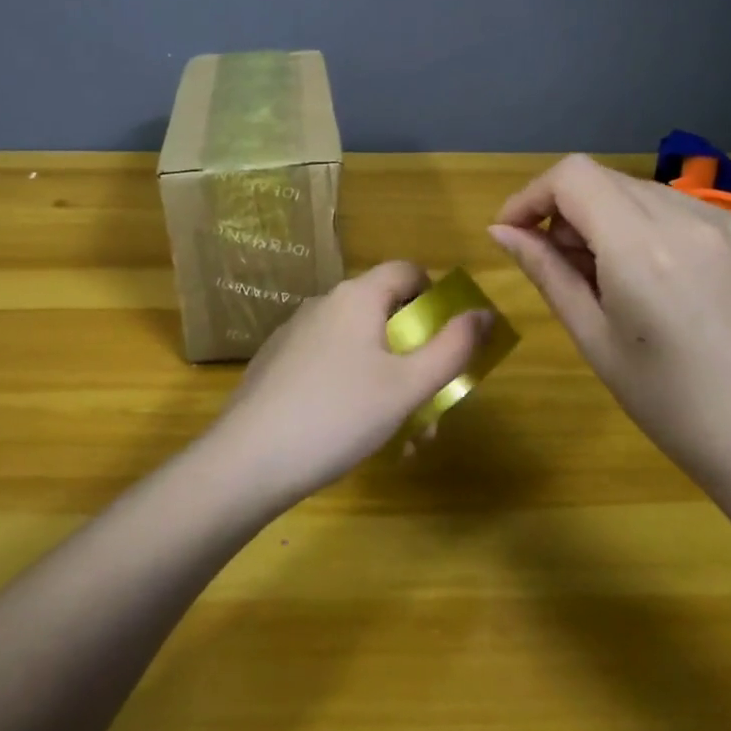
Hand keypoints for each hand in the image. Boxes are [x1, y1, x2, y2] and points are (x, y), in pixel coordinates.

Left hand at [203, 262, 493, 507]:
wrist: (247, 460)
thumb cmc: (338, 415)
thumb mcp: (407, 386)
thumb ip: (452, 348)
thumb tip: (484, 313)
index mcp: (356, 297)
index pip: (407, 270)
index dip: (437, 297)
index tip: (450, 340)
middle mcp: (323, 304)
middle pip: (385, 314)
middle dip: (416, 357)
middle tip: (432, 406)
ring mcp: (295, 334)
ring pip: (358, 346)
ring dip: (389, 382)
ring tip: (401, 438)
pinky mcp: (276, 364)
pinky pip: (329, 364)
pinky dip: (354, 389)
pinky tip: (355, 436)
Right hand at [490, 154, 730, 499]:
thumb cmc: (669, 404)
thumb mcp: (594, 339)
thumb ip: (546, 272)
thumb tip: (501, 232)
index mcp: (642, 246)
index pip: (572, 176)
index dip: (532, 196)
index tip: (515, 233)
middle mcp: (690, 217)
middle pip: (606, 180)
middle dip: (569, 211)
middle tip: (566, 266)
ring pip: (646, 192)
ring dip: (612, 218)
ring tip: (617, 277)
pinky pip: (688, 210)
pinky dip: (657, 228)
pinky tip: (666, 279)